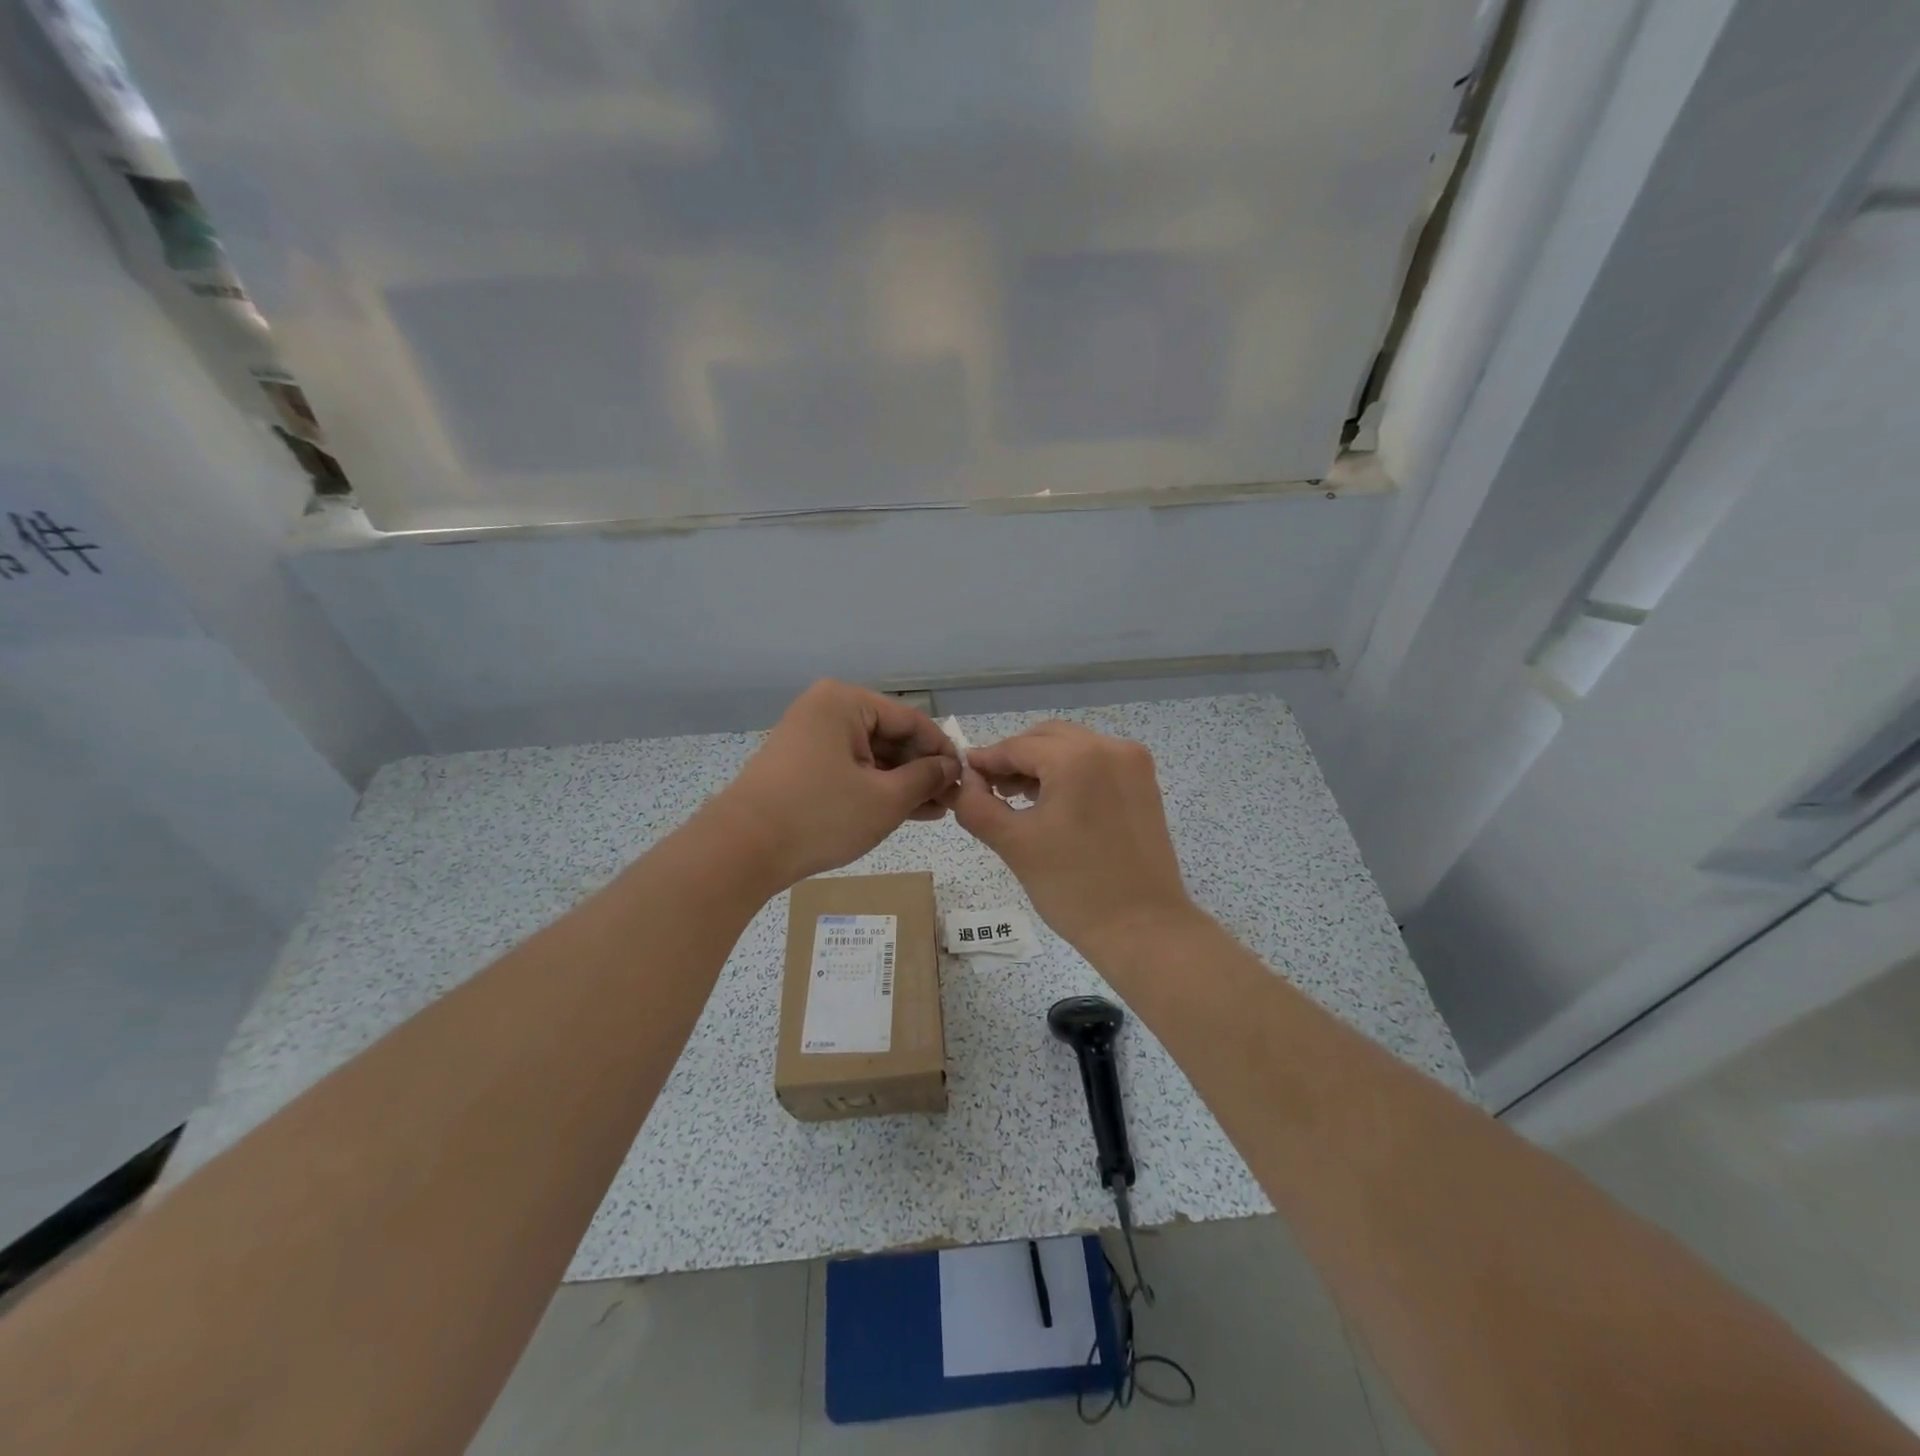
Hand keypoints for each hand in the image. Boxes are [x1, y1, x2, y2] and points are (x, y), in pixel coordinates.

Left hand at [707, 681, 959, 888]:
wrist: (741, 850)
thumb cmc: (820, 815)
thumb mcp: (884, 799)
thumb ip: (925, 778)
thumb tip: (950, 768)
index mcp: (845, 702)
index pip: (911, 719)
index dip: (942, 750)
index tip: (965, 779)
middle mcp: (826, 710)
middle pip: (890, 736)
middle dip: (922, 770)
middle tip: (952, 801)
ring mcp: (810, 738)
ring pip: (871, 756)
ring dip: (903, 783)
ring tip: (936, 811)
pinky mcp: (801, 766)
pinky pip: (850, 770)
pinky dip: (876, 789)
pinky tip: (907, 811)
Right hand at [951, 722, 1194, 955]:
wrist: (1142, 929)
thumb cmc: (1073, 887)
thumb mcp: (1013, 844)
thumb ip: (977, 805)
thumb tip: (966, 781)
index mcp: (1078, 758)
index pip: (1018, 746)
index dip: (986, 760)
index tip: (962, 774)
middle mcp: (1110, 748)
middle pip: (1047, 738)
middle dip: (1015, 758)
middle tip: (990, 788)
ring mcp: (1133, 764)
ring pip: (1073, 747)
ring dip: (1042, 763)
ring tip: (1018, 796)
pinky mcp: (1144, 783)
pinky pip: (1096, 762)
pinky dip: (1070, 772)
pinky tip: (1052, 801)